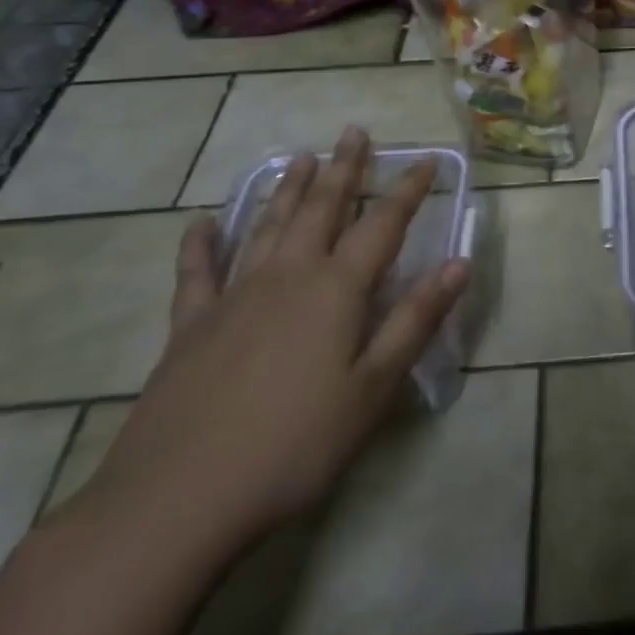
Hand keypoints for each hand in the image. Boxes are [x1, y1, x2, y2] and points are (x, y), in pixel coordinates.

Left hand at [65, 127, 469, 555]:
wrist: (175, 502)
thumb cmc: (293, 446)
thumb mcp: (373, 388)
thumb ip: (415, 320)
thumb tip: (460, 262)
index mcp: (336, 290)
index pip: (383, 225)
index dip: (408, 190)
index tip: (426, 159)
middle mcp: (287, 277)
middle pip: (321, 209)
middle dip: (343, 169)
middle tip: (353, 132)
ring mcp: (233, 297)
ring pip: (267, 226)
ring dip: (287, 189)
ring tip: (301, 157)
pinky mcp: (189, 327)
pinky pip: (196, 272)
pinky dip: (200, 244)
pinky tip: (202, 223)